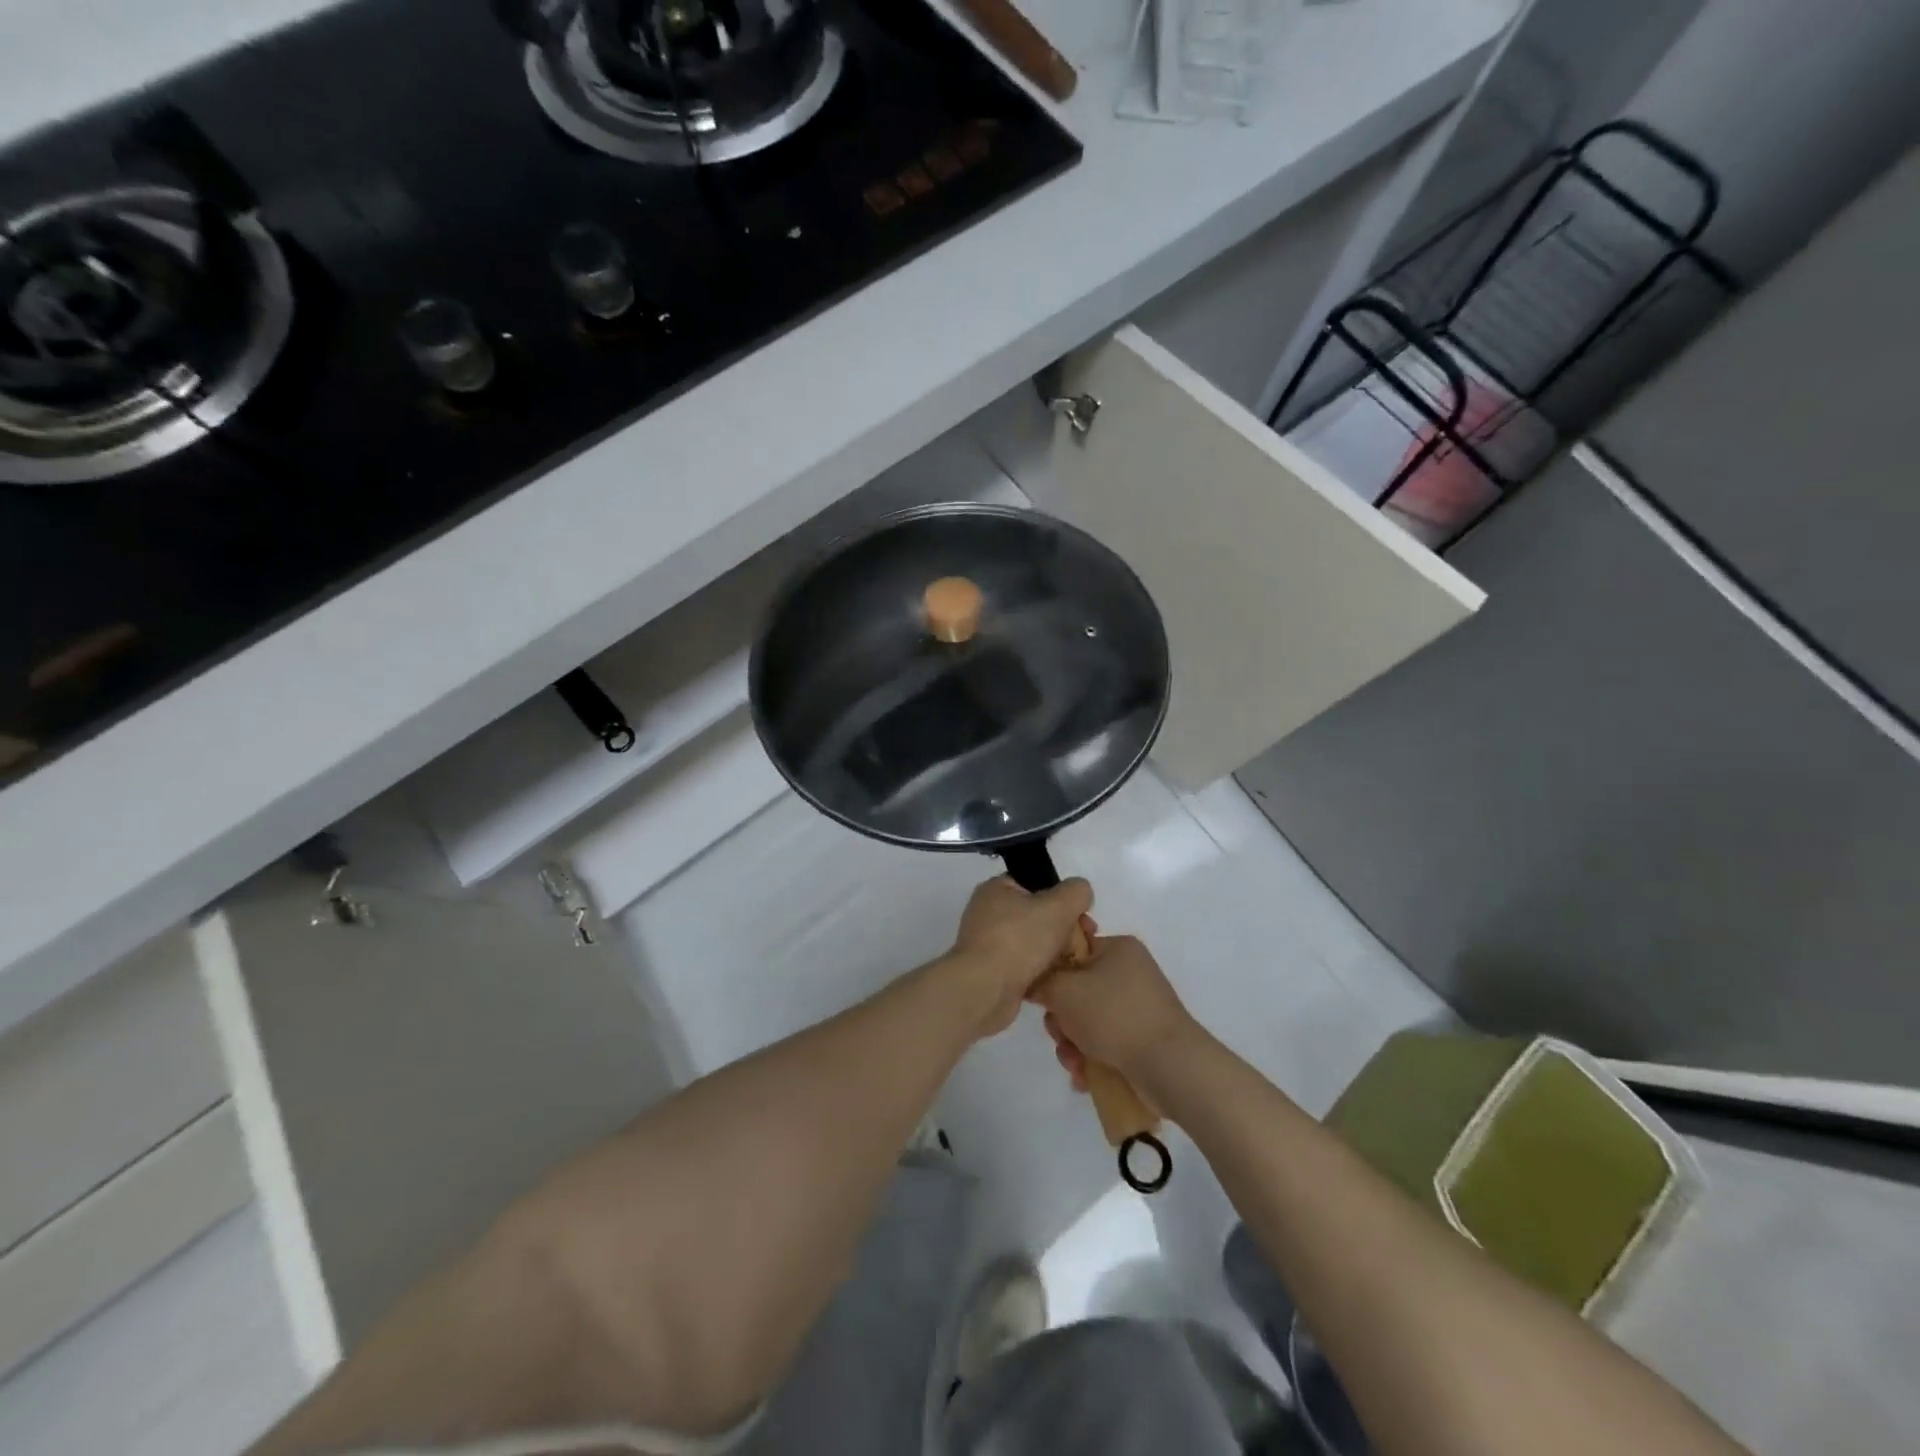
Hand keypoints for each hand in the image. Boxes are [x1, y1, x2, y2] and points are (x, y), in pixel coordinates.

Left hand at [945, 876, 1093, 1038]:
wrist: (985, 990)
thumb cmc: (1020, 939)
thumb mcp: (1058, 906)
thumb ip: (1076, 892)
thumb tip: (1080, 893)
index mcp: (996, 889)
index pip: (1036, 885)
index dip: (1063, 898)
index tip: (1083, 917)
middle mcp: (988, 913)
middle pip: (1038, 915)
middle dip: (1065, 929)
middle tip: (1084, 944)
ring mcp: (988, 944)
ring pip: (1033, 943)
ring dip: (1056, 952)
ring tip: (1074, 963)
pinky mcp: (992, 972)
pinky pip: (1024, 966)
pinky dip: (1041, 972)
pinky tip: (1057, 980)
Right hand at [1033, 935, 1200, 1088]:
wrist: (1170, 1066)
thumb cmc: (1114, 1015)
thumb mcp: (1064, 990)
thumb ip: (1040, 981)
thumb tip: (1032, 983)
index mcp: (1117, 948)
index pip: (1072, 949)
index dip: (1051, 972)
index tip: (1042, 996)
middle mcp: (1129, 972)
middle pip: (1076, 990)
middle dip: (1061, 1019)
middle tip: (1059, 1035)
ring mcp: (1138, 1007)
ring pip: (1087, 1021)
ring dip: (1072, 1044)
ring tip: (1074, 1064)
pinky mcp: (1142, 1038)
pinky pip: (1105, 1042)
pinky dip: (1091, 1058)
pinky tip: (1085, 1077)